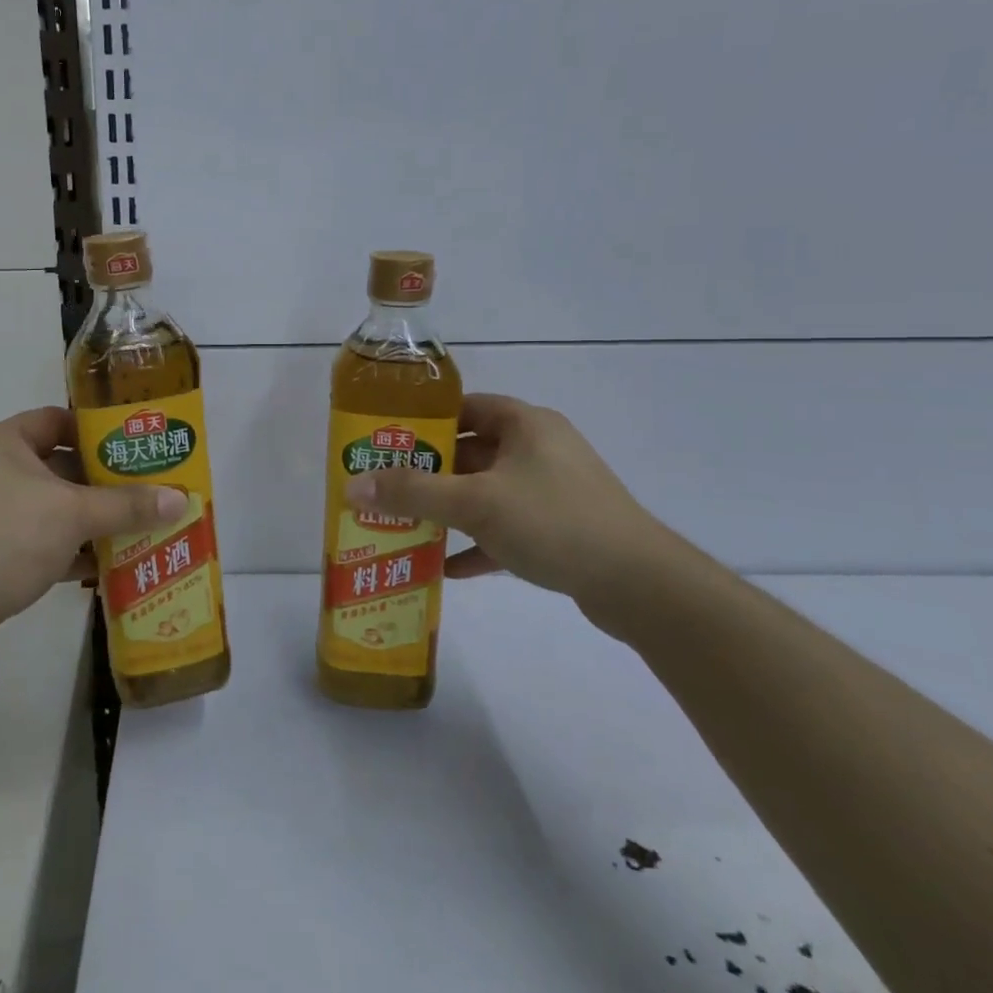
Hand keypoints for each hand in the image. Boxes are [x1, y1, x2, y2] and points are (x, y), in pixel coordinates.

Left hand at [0, 407, 186, 635]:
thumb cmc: (6, 538)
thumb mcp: (73, 515)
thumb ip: (126, 505)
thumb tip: (181, 499)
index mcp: (5, 442)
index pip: (57, 420)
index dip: (97, 430)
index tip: (135, 445)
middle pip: (59, 465)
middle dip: (103, 481)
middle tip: (147, 489)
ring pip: (52, 507)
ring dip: (91, 519)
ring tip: (138, 526)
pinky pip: (40, 540)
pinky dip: (70, 549)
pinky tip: (106, 564)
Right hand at [343, 394, 671, 610]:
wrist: (640, 586)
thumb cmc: (553, 522)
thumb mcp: (475, 503)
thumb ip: (412, 493)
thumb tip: (351, 486)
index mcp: (525, 424)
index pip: (464, 406)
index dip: (424, 421)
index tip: (387, 441)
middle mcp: (539, 449)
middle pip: (470, 451)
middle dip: (428, 472)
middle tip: (385, 487)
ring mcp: (552, 490)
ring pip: (486, 492)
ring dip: (448, 510)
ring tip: (404, 524)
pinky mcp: (560, 529)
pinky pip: (505, 527)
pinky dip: (476, 542)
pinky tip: (445, 567)